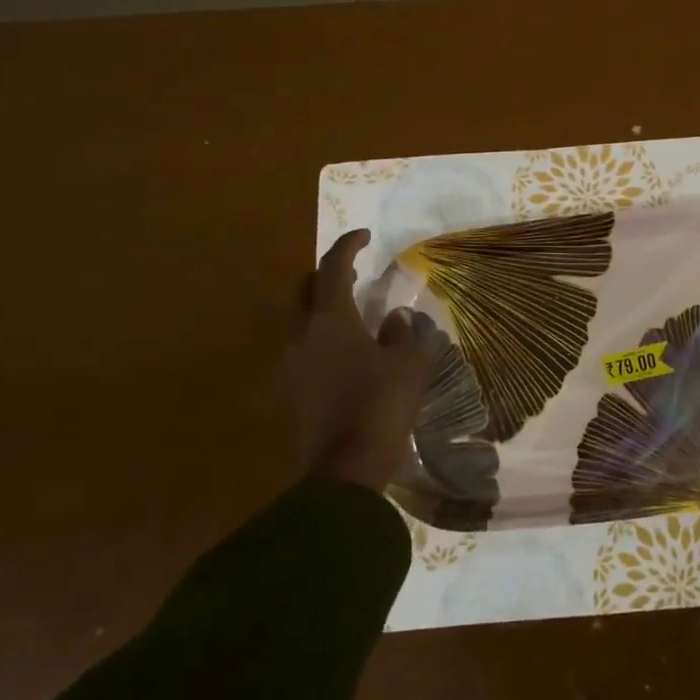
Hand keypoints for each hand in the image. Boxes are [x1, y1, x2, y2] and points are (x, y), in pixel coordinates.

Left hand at [283, 229, 434, 489]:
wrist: (348, 464)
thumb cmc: (383, 403)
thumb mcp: (408, 362)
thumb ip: (402, 332)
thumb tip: (392, 319)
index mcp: (330, 319)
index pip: (334, 267)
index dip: (348, 245)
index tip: (364, 235)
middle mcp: (301, 334)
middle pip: (307, 290)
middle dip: (329, 276)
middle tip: (355, 275)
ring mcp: (291, 364)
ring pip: (302, 322)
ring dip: (324, 311)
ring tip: (351, 316)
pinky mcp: (291, 390)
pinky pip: (304, 351)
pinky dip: (322, 341)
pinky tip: (345, 354)